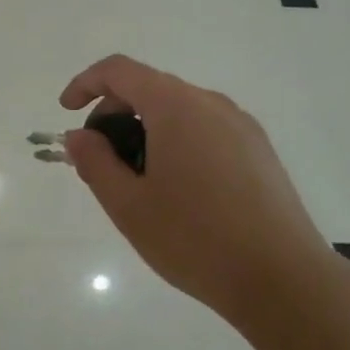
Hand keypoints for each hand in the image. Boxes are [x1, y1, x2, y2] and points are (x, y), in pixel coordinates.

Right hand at [60, 55, 333, 319]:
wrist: (282, 278)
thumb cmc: (194, 239)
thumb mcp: (128, 205)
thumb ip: (94, 162)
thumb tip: (80, 136)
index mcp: (176, 106)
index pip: (120, 71)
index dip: (86, 83)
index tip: (67, 113)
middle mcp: (211, 103)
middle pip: (150, 88)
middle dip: (114, 114)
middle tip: (99, 161)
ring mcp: (242, 125)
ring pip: (179, 110)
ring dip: (146, 130)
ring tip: (138, 182)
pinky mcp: (259, 150)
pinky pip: (206, 129)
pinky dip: (178, 142)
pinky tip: (179, 190)